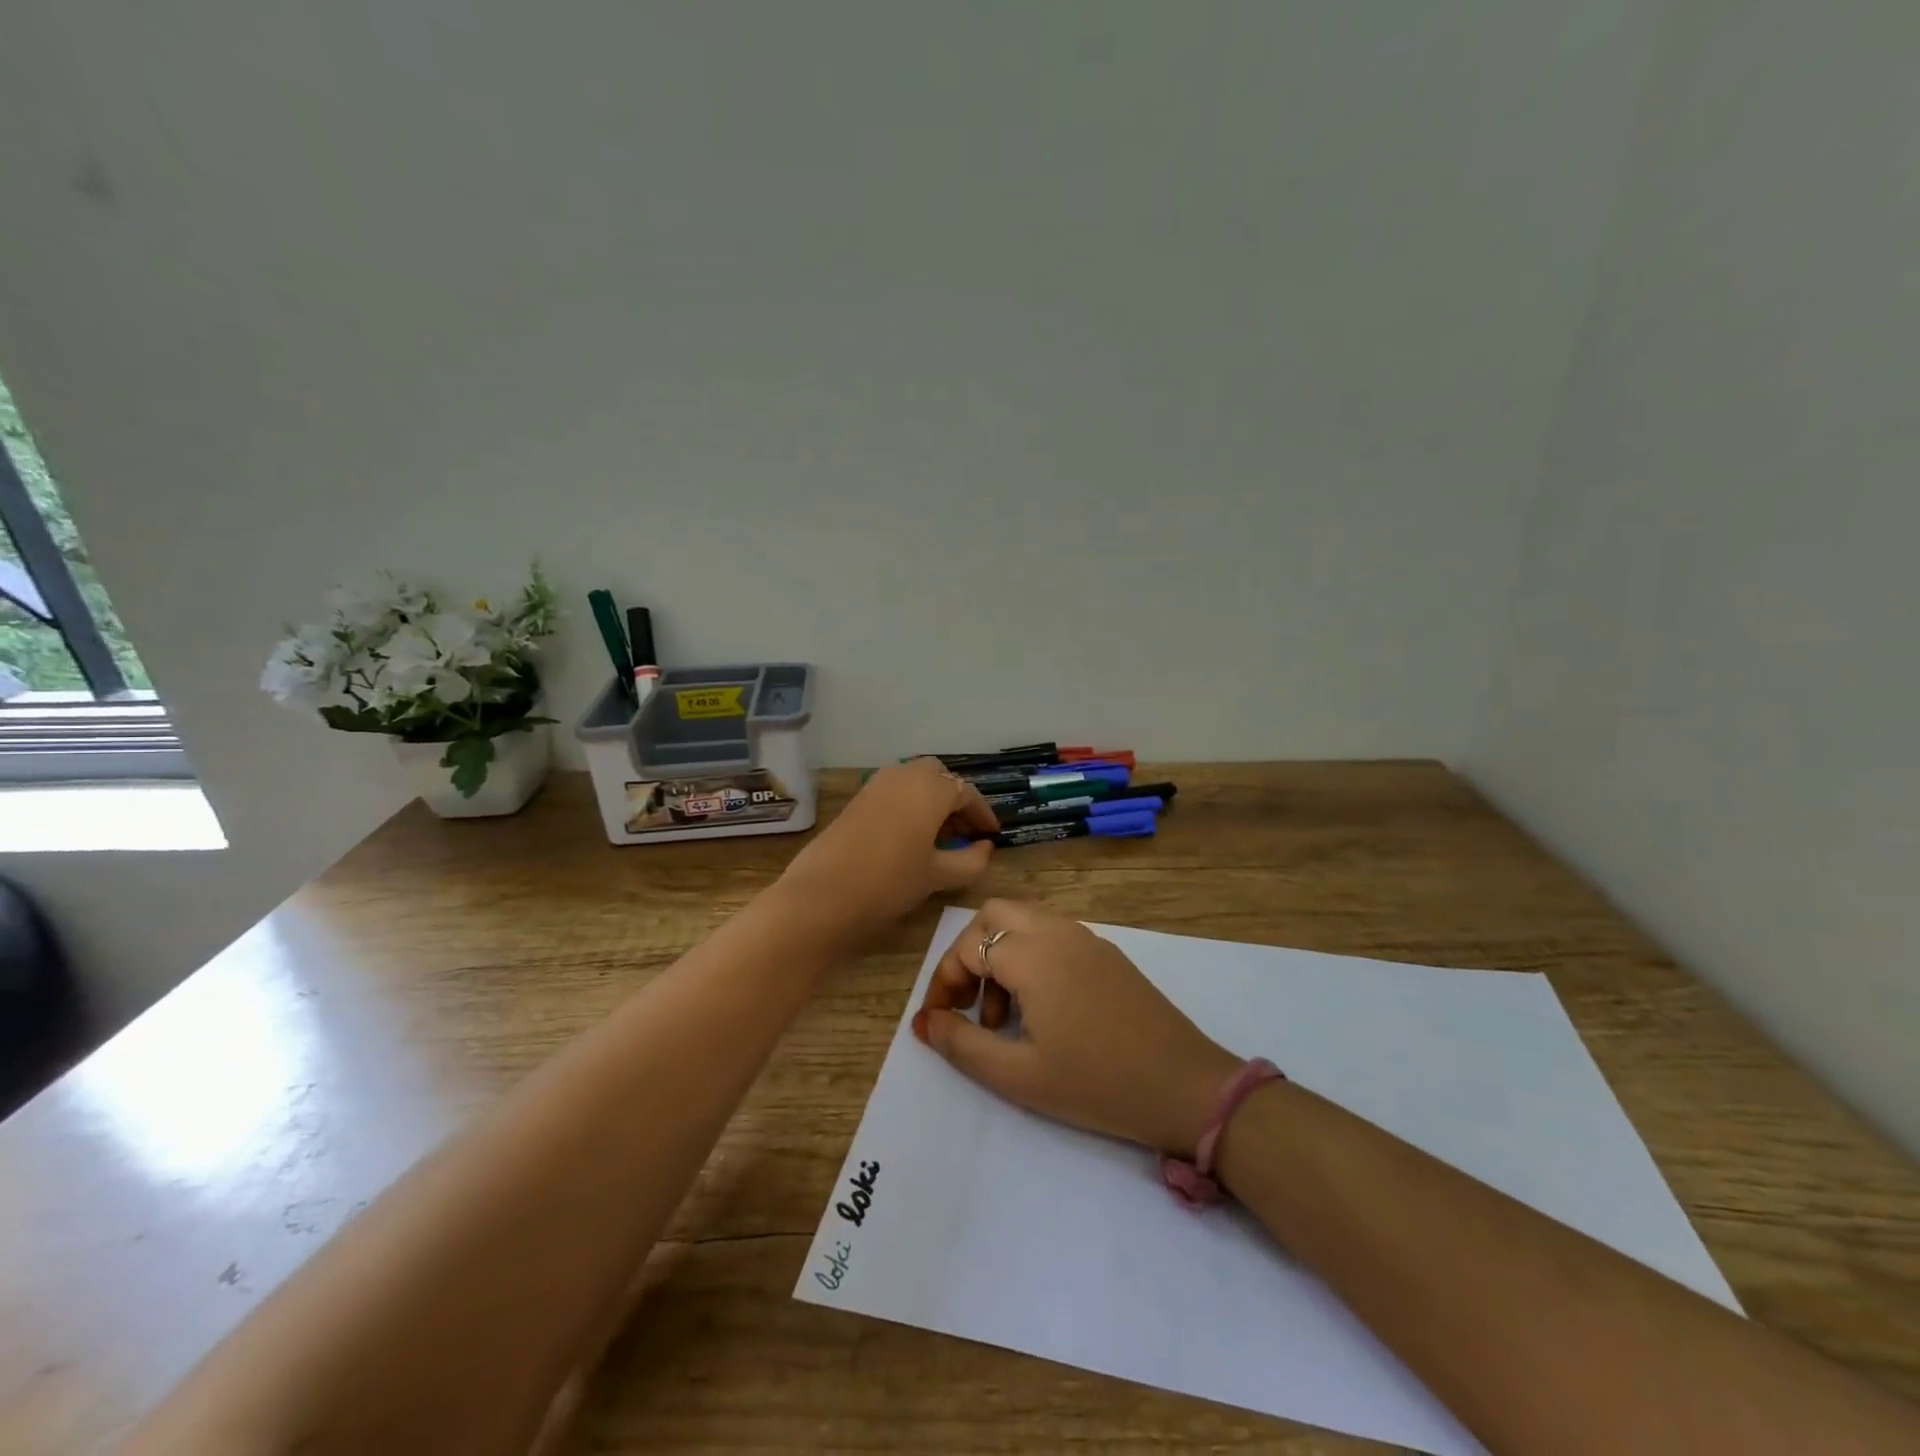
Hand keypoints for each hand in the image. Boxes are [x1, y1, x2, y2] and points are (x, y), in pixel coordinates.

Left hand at [779, 759, 998, 938]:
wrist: (823, 895)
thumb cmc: (890, 882)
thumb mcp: (938, 875)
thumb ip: (970, 860)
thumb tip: (985, 847)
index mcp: (930, 788)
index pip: (966, 793)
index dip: (982, 814)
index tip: (992, 835)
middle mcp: (904, 775)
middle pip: (939, 777)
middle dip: (955, 799)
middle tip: (964, 831)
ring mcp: (876, 784)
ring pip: (914, 780)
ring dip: (930, 800)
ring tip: (940, 836)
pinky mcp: (857, 799)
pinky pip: (893, 791)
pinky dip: (909, 804)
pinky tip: (911, 836)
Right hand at [911, 900, 1240, 1156]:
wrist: (1185, 1086)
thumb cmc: (1096, 1083)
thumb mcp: (1018, 1075)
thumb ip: (962, 1044)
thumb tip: (924, 1023)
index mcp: (1033, 953)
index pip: (968, 946)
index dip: (944, 982)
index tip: (939, 1023)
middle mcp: (1058, 931)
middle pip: (994, 916)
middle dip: (969, 953)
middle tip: (969, 1004)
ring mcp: (1087, 938)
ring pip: (1024, 922)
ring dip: (1000, 957)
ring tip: (1004, 1019)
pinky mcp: (1107, 954)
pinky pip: (1053, 936)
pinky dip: (1031, 958)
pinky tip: (1042, 1011)